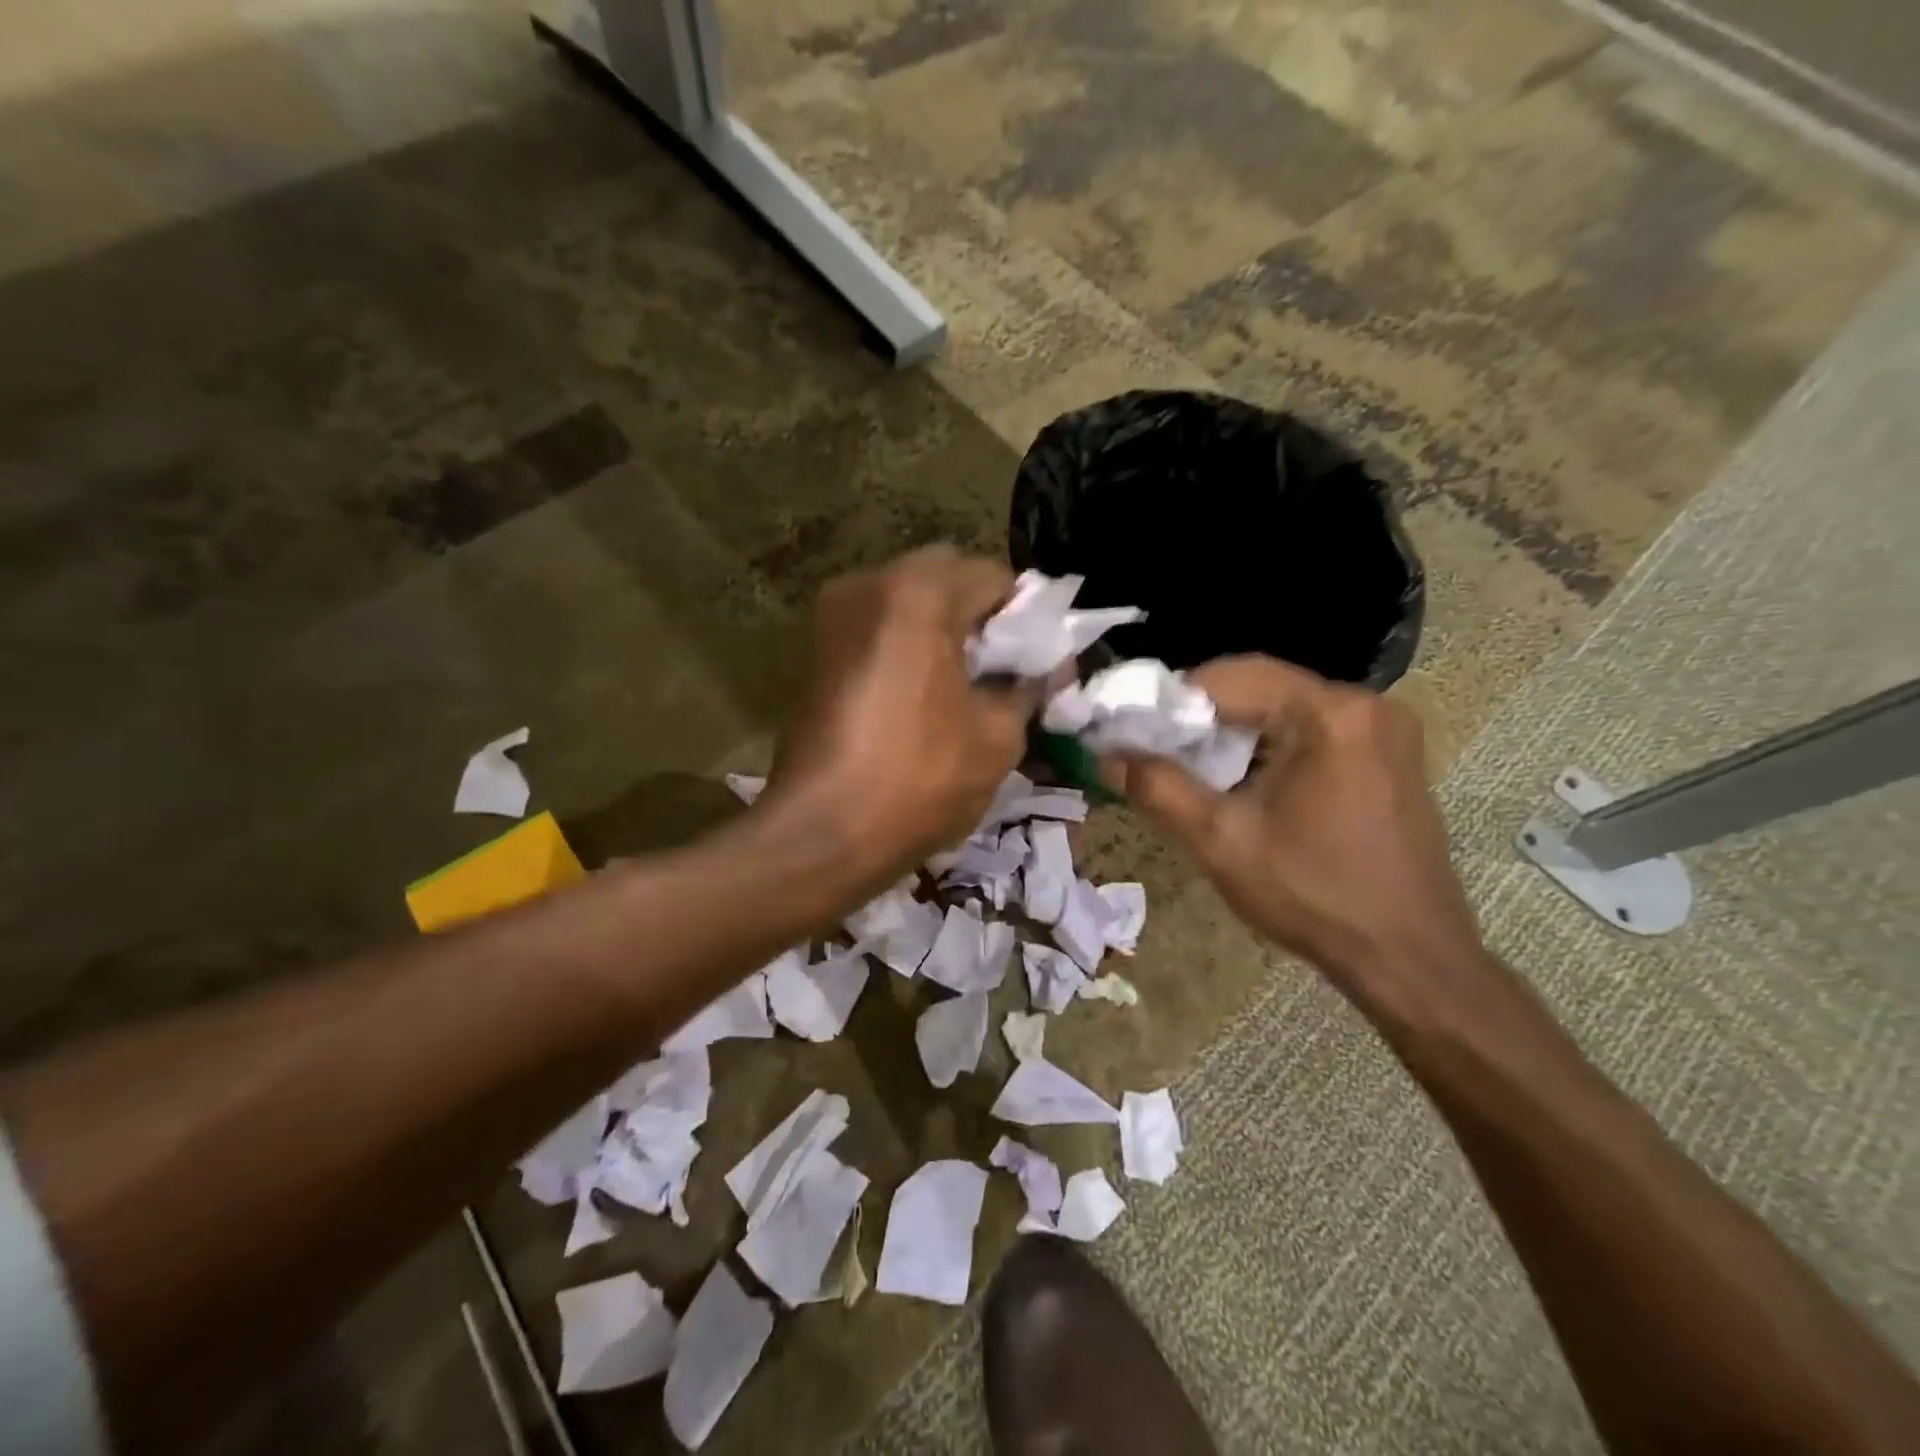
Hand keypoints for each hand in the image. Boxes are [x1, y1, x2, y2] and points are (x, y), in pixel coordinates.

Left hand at [772, 546, 1040, 873]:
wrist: (822, 834)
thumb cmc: (919, 779)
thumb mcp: (997, 735)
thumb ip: (1026, 686)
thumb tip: (1039, 670)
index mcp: (918, 593)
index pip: (993, 577)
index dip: (1027, 616)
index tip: (1039, 659)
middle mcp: (867, 585)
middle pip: (946, 577)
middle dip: (981, 615)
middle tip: (1002, 668)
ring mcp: (833, 616)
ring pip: (908, 600)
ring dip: (943, 628)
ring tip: (966, 684)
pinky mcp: (816, 651)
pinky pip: (878, 628)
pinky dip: (909, 644)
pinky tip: (924, 693)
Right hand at [1107, 656, 1484, 1008]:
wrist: (1408, 959)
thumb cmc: (1314, 895)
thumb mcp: (1222, 840)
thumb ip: (1158, 788)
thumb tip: (1106, 756)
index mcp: (1330, 713)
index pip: (1232, 677)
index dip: (1173, 699)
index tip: (1132, 728)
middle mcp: (1364, 705)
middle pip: (1260, 688)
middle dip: (1202, 716)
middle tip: (1155, 749)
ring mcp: (1383, 730)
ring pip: (1283, 709)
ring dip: (1233, 732)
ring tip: (1190, 767)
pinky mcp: (1387, 756)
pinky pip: (1312, 731)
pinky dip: (1268, 746)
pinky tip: (1242, 781)